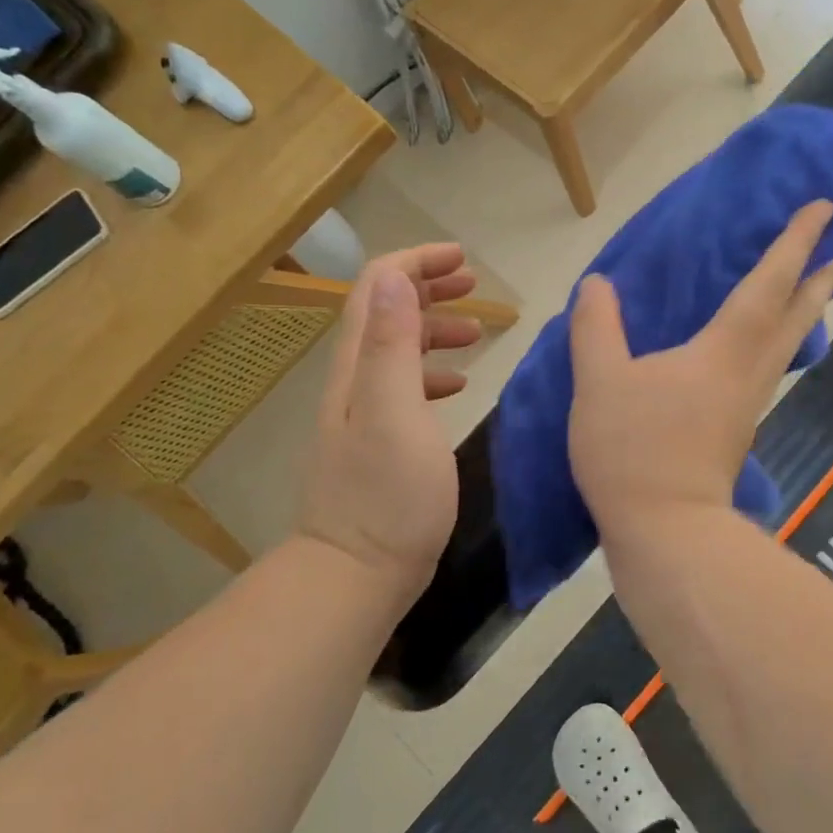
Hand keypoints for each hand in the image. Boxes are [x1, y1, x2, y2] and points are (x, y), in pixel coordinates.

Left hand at [297, 244, 481, 605]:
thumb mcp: (395, 412)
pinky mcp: (380, 441)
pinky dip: (433, 372)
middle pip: (386, 311)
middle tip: (474, 286)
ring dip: (434, 328)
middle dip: (427, 287)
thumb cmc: (386, 493)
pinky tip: (459, 384)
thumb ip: (393, 345)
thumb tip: (395, 277)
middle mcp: (356, 379)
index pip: (377, 287)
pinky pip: (406, 387)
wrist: (355, 572)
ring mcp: (365, 411)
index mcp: (360, 365)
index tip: (462, 260)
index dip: (416, 262)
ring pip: (398, 348)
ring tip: (477, 332)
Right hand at [567, 202, 832, 533]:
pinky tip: (759, 348)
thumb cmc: (634, 450)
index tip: (826, 208)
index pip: (768, 283)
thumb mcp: (600, 381)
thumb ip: (596, 327)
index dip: (795, 243)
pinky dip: (778, 343)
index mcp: (723, 350)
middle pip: (797, 316)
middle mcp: (749, 372)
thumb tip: (597, 284)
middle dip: (824, 277)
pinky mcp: (737, 429)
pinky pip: (767, 369)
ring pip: (789, 345)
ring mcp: (748, 404)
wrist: (665, 532)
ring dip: (809, 310)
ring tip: (816, 288)